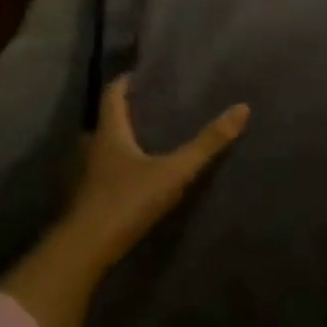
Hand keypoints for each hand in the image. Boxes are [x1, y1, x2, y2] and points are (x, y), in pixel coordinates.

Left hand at [59, 75, 250, 270]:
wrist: (84, 253)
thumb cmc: (126, 200)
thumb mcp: (174, 171)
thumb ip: (207, 143)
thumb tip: (242, 108)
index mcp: (109, 133)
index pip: (112, 95)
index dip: (125, 81)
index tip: (140, 73)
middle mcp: (92, 149)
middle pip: (106, 121)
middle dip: (126, 112)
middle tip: (151, 106)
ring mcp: (85, 177)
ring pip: (102, 149)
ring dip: (121, 142)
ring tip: (147, 140)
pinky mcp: (86, 202)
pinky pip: (103, 174)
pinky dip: (117, 168)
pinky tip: (135, 177)